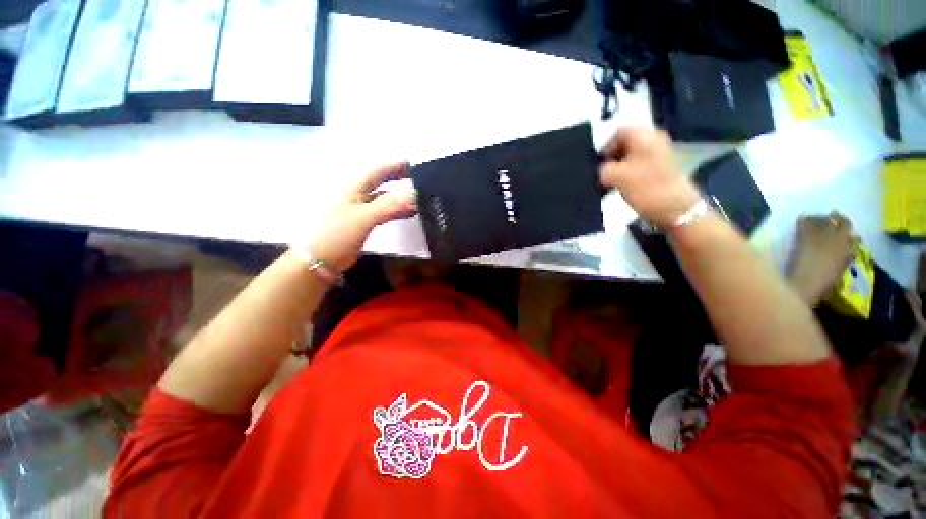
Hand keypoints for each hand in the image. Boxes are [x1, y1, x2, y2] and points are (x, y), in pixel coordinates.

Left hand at [302, 162, 417, 272]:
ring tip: (416, 198)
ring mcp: (356, 210)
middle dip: (396, 178)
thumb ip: (389, 205)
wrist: (317, 261)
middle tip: (416, 178)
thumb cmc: (337, 235)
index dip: (394, 166)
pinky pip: (381, 211)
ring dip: (398, 196)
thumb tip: (414, 194)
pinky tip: (404, 214)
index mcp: (352, 188)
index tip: (412, 164)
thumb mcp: (364, 217)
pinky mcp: (359, 223)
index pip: (377, 171)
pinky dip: (394, 210)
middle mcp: (354, 195)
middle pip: (378, 182)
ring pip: (381, 198)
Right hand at [598, 127, 700, 227]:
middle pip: (623, 144)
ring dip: (615, 169)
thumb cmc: (646, 187)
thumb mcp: (616, 177)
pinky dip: (624, 174)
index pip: (618, 132)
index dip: (605, 147)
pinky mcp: (658, 168)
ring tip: (607, 184)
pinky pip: (635, 166)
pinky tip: (618, 187)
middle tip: (600, 175)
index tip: (598, 165)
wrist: (675, 208)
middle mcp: (652, 140)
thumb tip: (600, 170)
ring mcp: (657, 154)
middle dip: (609, 159)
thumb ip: (602, 169)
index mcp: (644, 136)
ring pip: (628, 156)